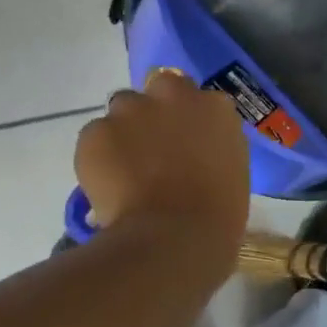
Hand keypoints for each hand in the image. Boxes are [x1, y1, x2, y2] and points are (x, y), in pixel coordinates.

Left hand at [74, 68, 248, 273]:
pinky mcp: (95, 131)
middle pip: (156, 89)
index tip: (181, 140)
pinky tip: (109, 187)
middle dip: (153, 112)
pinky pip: (94, 139)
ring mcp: (130, 109)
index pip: (193, 95)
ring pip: (121, 111)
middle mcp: (172, 95)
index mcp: (214, 107)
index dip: (184, 117)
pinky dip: (99, 158)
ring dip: (124, 132)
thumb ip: (211, 146)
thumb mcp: (231, 170)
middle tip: (152, 149)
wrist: (175, 237)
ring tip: (126, 171)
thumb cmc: (218, 216)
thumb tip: (192, 151)